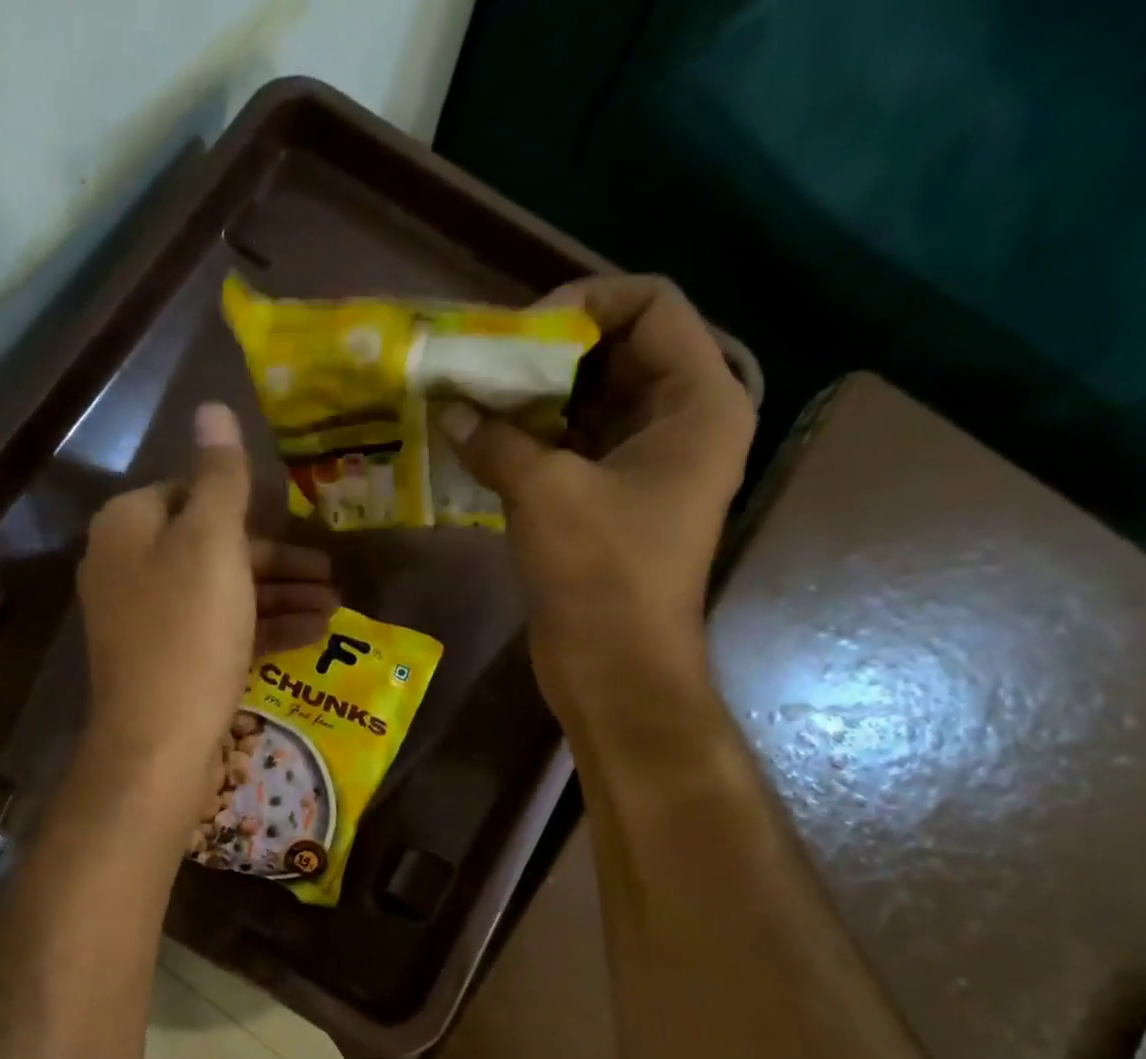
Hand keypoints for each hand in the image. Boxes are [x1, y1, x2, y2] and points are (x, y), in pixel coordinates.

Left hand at [77, 402, 335, 812]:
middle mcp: (129, 567)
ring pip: (222, 593)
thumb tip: (211, 407)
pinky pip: (220, 631)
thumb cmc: (188, 632)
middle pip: (212, 547)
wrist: (158, 744)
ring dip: (280, 596)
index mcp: (129, 526)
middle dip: (278, 560)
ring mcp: (148, 620)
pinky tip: (311, 636)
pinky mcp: (169, 663)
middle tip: (331, 573)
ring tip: (335, 608)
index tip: (295, 522)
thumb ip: (219, 477)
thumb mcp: (211, 544)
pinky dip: (263, 629)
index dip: (246, 506)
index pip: (190, 492)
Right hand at [437, 275, 754, 719]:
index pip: (650, 305)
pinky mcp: (610, 501)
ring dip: (531, 400)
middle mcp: (680, 421)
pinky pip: (571, 447)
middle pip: (615, 352)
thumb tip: (447, 409)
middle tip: (481, 365)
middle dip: (545, 354)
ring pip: (587, 402)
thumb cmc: (601, 574)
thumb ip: (495, 440)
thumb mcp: (546, 493)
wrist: (615, 669)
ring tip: (470, 399)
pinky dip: (529, 440)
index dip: (584, 303)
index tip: (518, 334)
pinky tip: (480, 442)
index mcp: (698, 401)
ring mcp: (645, 464)